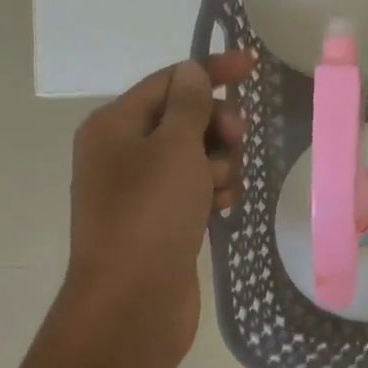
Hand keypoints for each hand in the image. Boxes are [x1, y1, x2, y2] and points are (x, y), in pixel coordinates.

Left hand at [58, 50, 254, 367]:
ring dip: (220, 164)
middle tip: (236, 140)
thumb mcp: (174, 148)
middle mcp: (123, 153)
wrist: (133, 302)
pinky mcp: (162, 220)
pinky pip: (197, 189)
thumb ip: (188, 105)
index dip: (211, 71)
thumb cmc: (151, 214)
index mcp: (114, 126)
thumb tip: (191, 72)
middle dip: (217, 127)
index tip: (252, 65)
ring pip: (197, 156)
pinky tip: (223, 208)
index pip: (169, 82)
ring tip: (222, 189)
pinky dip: (214, 192)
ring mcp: (143, 189)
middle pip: (185, 119)